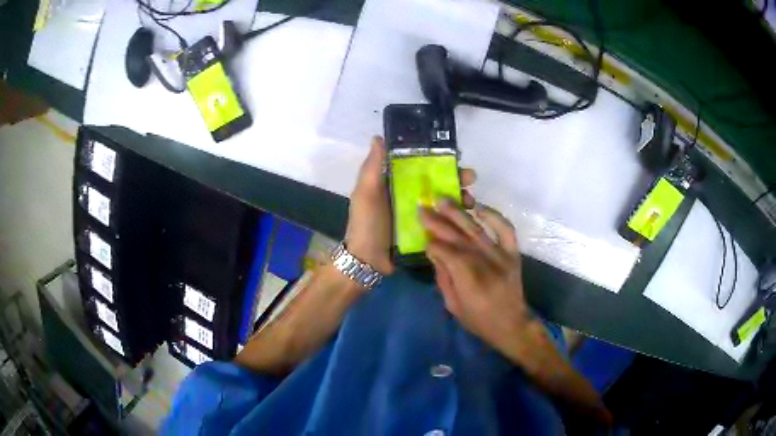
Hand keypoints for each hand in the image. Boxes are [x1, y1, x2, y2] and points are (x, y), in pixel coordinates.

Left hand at [346, 137, 476, 275]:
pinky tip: (468, 217)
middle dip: (456, 178)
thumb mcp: (365, 192)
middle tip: (470, 178)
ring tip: (470, 201)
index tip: (456, 156)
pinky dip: (457, 218)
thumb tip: (378, 137)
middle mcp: (411, 196)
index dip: (439, 159)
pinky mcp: (427, 232)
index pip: (422, 166)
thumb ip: (373, 167)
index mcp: (397, 183)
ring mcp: (420, 215)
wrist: (367, 261)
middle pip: (438, 182)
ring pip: (445, 201)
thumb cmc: (366, 224)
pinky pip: (444, 222)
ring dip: (460, 198)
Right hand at [420, 201, 529, 355]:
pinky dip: (494, 216)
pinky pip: (505, 229)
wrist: (511, 324)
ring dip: (458, 213)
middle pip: (457, 237)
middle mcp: (484, 262)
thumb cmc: (479, 320)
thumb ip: (443, 277)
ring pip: (476, 229)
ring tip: (443, 200)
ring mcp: (501, 255)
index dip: (432, 244)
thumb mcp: (452, 305)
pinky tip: (479, 207)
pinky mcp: (513, 253)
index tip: (423, 239)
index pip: (444, 252)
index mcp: (467, 279)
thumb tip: (434, 253)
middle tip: (423, 208)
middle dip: (438, 222)